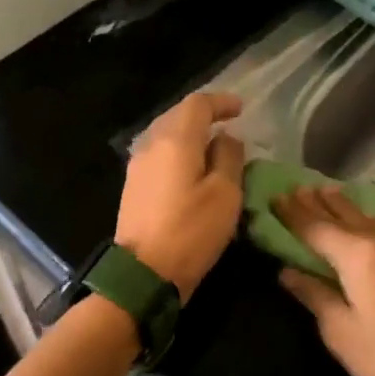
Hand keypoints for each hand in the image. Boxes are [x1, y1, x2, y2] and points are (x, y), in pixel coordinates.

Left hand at [116, 92, 245, 299]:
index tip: (241, 109)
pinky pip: (158, 155)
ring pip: (165, 135)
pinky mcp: (133, 187)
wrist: (143, 273)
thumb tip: (226, 138)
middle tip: (228, 123)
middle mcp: (151, 145)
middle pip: (177, 116)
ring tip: (212, 146)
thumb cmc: (191, 232)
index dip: (221, 102)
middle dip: (203, 115)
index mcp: (175, 141)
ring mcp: (137, 167)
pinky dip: (178, 152)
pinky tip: (191, 168)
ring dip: (189, 134)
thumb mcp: (225, 194)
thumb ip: (229, 157)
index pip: (197, 104)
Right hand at [273, 187, 374, 375]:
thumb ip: (313, 293)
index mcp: (359, 256)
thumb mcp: (339, 330)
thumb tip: (288, 271)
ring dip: (346, 208)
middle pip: (345, 216)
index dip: (294, 213)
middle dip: (319, 202)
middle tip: (298, 188)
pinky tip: (363, 224)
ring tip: (327, 193)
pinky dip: (368, 223)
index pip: (317, 228)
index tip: (276, 197)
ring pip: (370, 221)